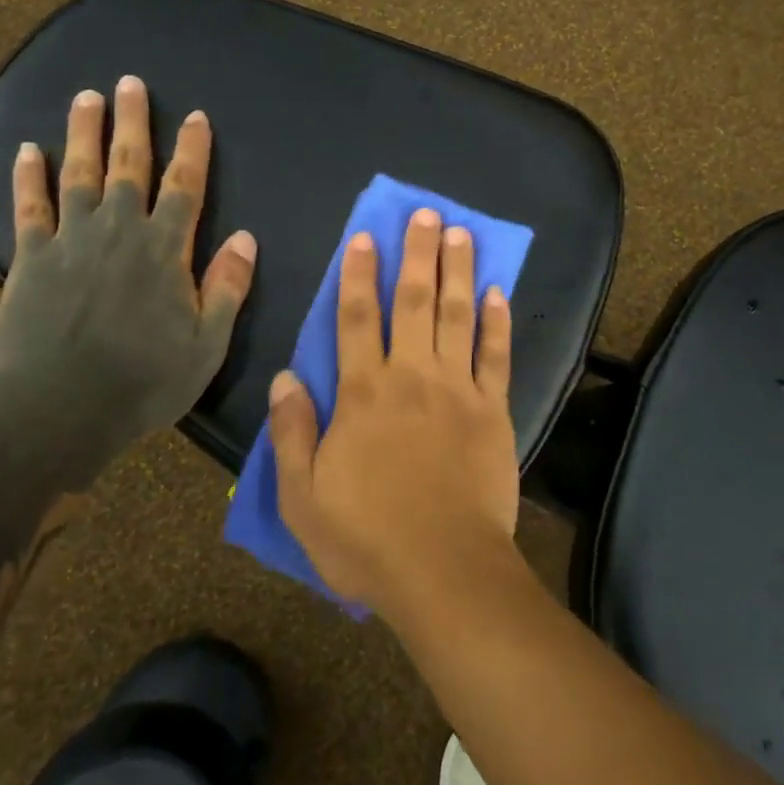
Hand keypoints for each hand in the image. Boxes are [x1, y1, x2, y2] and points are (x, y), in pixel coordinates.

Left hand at [0, 77, 255, 454]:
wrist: (58, 414)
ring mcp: (70, 242)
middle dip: (133, 122)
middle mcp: (119, 232)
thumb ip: (227, 288)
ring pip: (79, 174)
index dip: (193, 150)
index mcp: (165, 251)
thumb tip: (247, 238)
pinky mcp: (30, 260)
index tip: (197, 117)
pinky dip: (28, 177)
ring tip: (86, 97)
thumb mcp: (207, 345)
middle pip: (129, 165)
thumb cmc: (143, 383)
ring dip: (83, 133)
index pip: (185, 187)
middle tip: (131, 83)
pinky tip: (27, 149)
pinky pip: (29, 209)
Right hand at [269, 209, 518, 616]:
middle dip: (417, 254)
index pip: (356, 318)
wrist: (444, 570)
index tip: (365, 237)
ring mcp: (458, 389)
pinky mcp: (494, 410)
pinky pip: (496, 356)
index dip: (358, 274)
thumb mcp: (303, 495)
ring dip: (458, 271)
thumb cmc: (366, 538)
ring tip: (461, 233)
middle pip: (413, 301)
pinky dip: (497, 323)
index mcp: (363, 392)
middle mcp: (411, 376)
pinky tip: (498, 293)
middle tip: (426, 213)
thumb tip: (285, 376)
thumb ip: (292, 432)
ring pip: (456, 316)